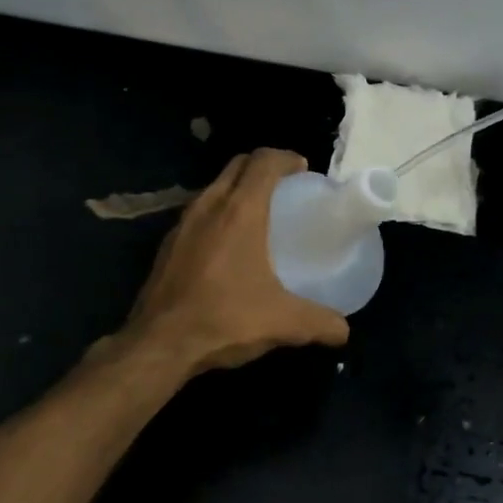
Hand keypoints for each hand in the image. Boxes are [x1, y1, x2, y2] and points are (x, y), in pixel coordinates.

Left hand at [125, 149, 350, 373]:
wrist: (159, 344)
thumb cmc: (224, 319)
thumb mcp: (282, 322)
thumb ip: (319, 322)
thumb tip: (344, 331)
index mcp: (240, 212)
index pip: (263, 162)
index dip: (286, 158)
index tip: (303, 169)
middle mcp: (209, 206)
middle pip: (237, 166)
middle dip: (262, 167)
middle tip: (286, 188)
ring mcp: (182, 224)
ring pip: (215, 187)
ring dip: (238, 189)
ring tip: (259, 214)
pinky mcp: (167, 244)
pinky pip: (198, 212)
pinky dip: (218, 213)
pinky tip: (228, 246)